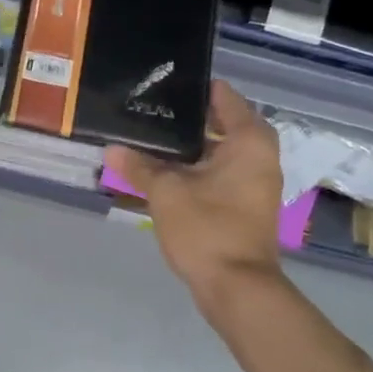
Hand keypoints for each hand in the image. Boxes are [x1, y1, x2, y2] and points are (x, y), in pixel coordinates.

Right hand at [106, 81, 285, 310]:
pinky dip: (196, 168)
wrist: (236, 287)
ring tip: (149, 137)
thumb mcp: (166, 193)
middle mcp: (260, 155)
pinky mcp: (246, 204)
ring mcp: (256, 182)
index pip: (223, 97)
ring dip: (189, 147)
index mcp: (249, 141)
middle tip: (149, 110)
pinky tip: (164, 170)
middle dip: (186, 120)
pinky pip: (220, 173)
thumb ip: (140, 166)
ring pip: (219, 151)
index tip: (163, 84)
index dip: (193, 89)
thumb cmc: (207, 229)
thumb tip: (112, 148)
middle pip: (221, 123)